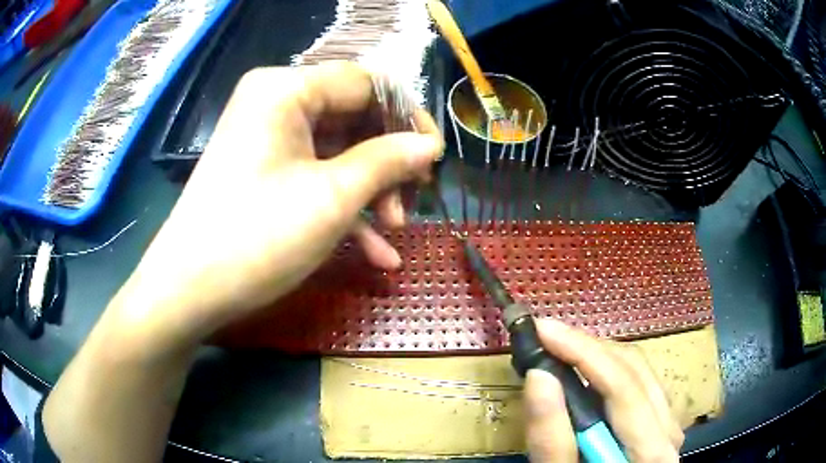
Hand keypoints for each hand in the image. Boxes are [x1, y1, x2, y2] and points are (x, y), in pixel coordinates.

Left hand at [111, 63, 442, 351]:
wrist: (188, 291)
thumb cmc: (257, 237)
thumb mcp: (332, 197)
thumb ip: (388, 161)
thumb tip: (429, 146)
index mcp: (286, 89)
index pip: (365, 82)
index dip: (407, 116)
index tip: (433, 156)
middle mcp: (275, 102)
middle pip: (353, 116)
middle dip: (388, 161)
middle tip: (413, 200)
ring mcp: (268, 138)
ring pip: (338, 151)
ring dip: (371, 190)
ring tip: (394, 232)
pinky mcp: (263, 170)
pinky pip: (314, 175)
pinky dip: (344, 207)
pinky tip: (374, 251)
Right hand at [524, 319, 683, 461]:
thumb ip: (552, 439)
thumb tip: (539, 375)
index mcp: (652, 448)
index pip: (622, 387)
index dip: (582, 352)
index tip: (541, 329)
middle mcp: (668, 427)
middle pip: (633, 369)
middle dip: (586, 347)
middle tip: (544, 335)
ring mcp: (667, 421)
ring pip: (637, 369)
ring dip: (596, 355)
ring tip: (559, 347)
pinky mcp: (660, 419)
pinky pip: (638, 380)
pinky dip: (606, 369)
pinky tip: (583, 370)